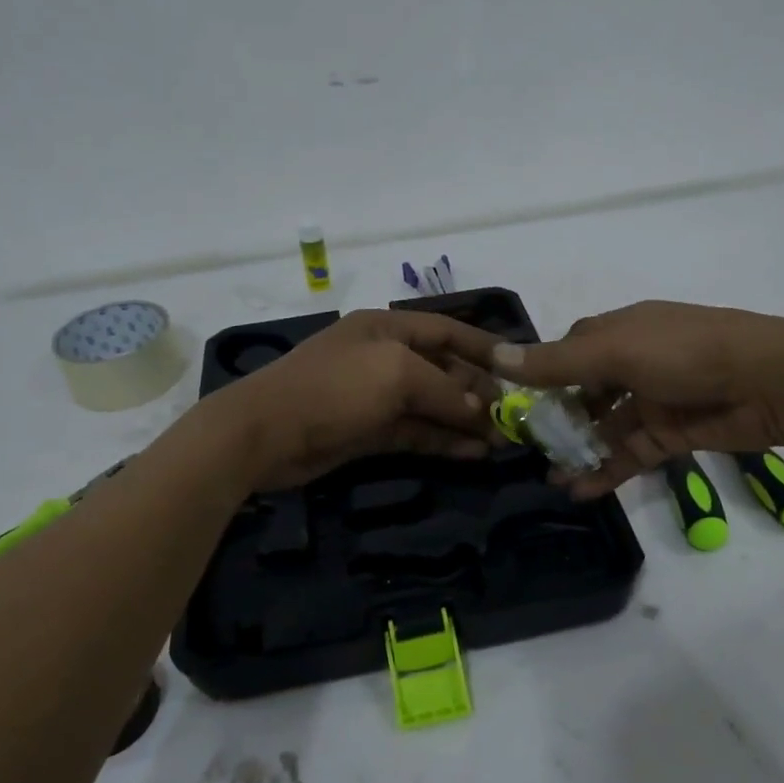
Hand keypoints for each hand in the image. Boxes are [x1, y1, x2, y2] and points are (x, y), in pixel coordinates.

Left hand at [199, 310, 501, 491]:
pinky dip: (442, 441)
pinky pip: (415, 433)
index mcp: (387, 328)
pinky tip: (472, 453)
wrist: (264, 433)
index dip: (483, 347)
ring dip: (464, 422)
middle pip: (443, 371)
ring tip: (500, 442)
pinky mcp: (368, 431)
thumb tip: (481, 413)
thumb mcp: (397, 375)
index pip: (447, 330)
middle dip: (477, 393)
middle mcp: (384, 358)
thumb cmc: (334, 388)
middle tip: (513, 418)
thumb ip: (446, 391)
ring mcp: (375, 397)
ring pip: (432, 406)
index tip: (519, 367)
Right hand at [492, 300, 783, 497]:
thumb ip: (556, 363)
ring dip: (578, 451)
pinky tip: (580, 490)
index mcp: (617, 332)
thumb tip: (495, 356)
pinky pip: (629, 454)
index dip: (540, 375)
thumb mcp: (614, 352)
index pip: (568, 352)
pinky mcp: (671, 434)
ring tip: (550, 476)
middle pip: (583, 393)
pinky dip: (606, 471)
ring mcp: (652, 401)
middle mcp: (632, 363)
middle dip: (556, 421)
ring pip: (604, 428)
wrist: (770, 381)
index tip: (512, 403)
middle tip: (527, 449)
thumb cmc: (684, 353)